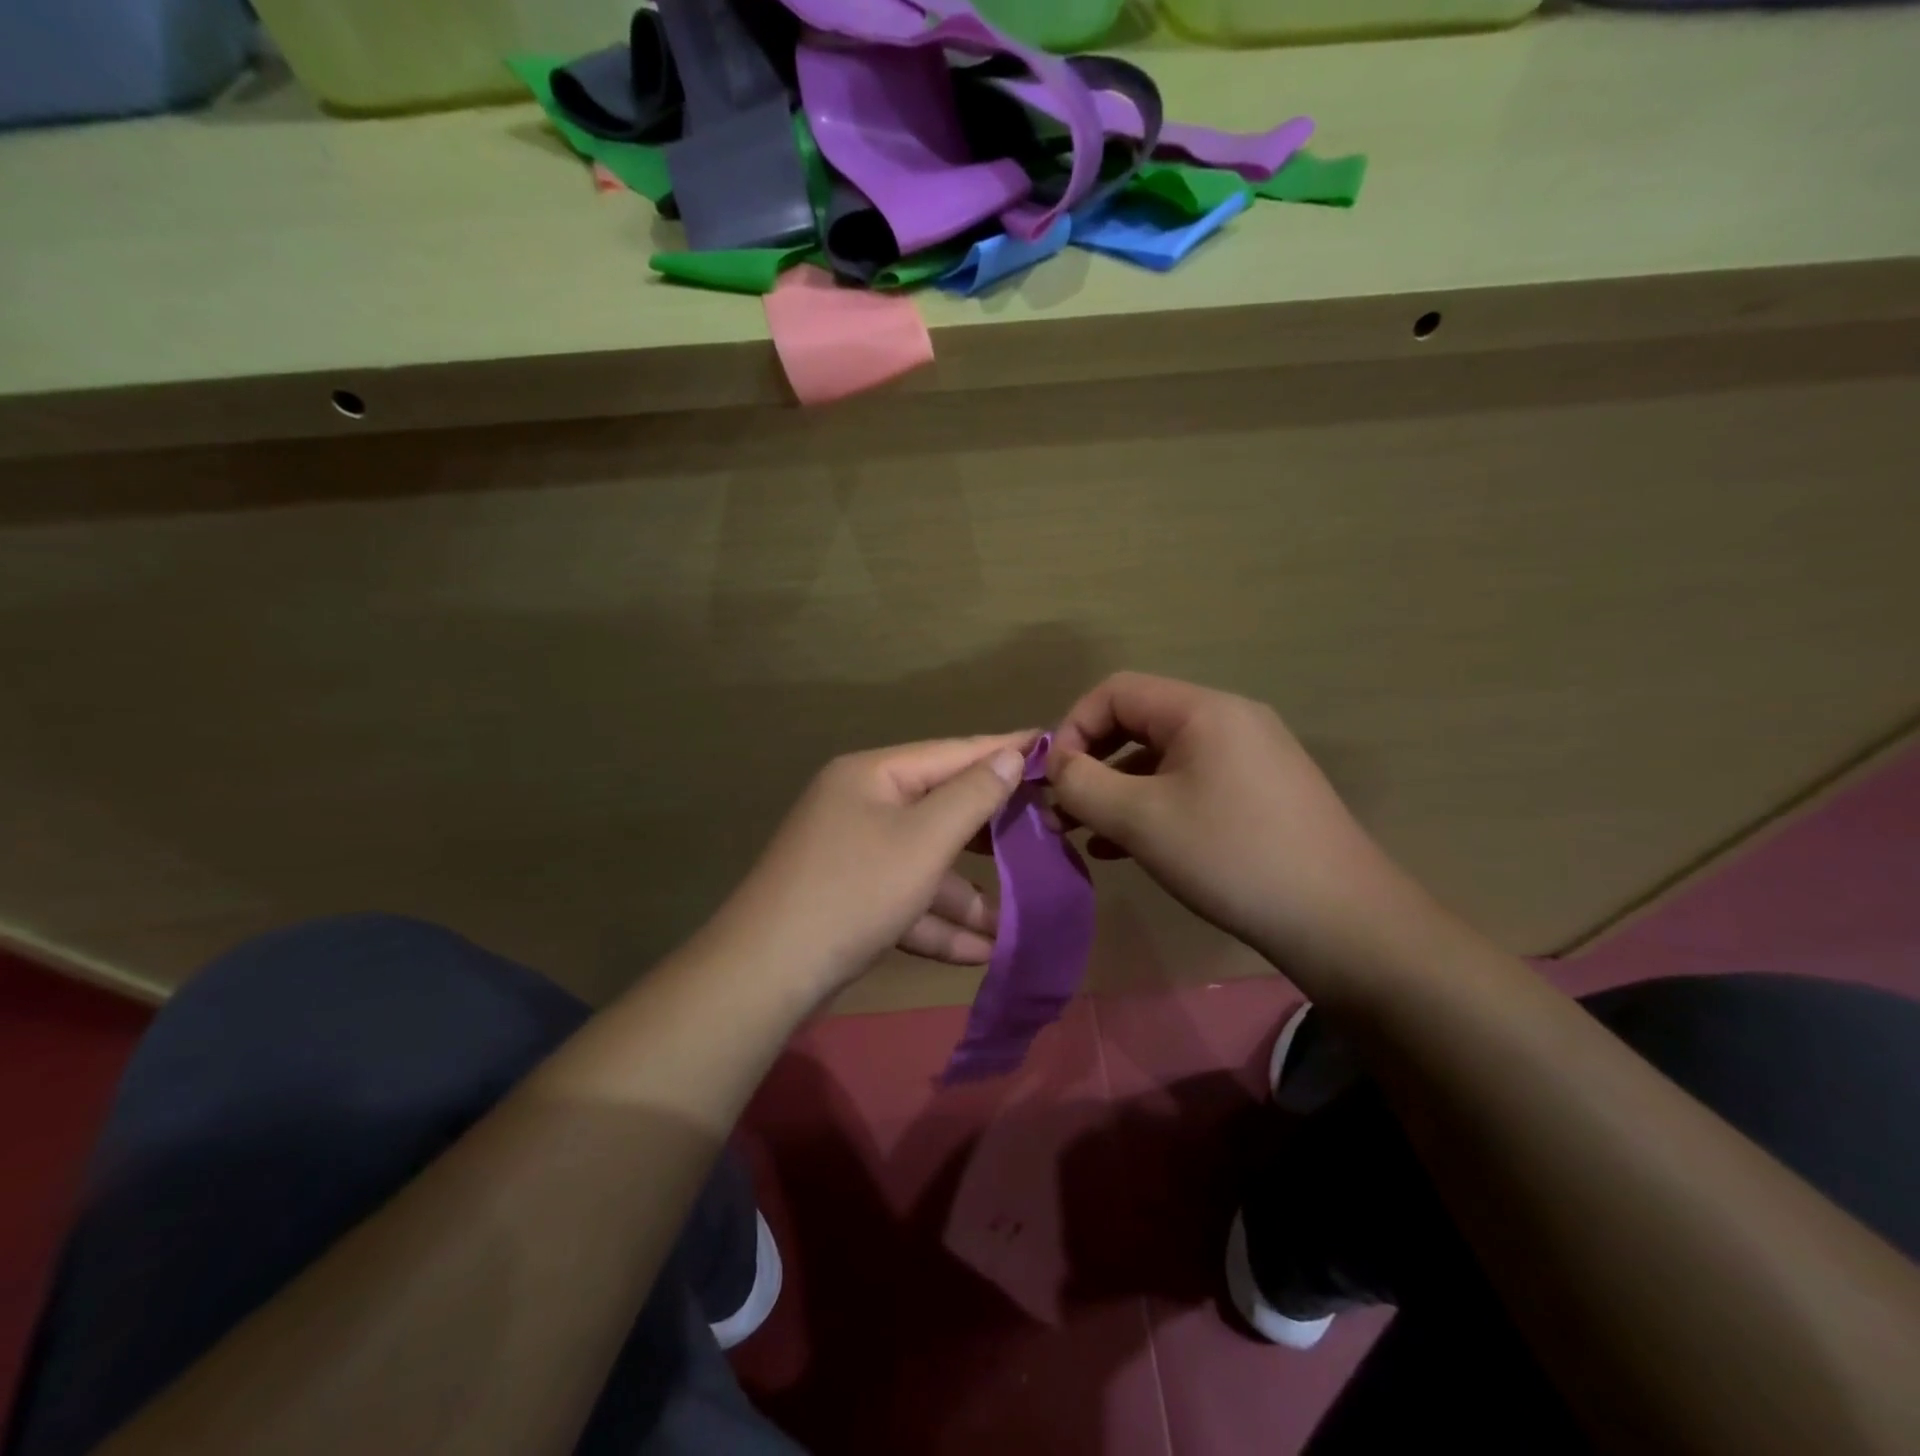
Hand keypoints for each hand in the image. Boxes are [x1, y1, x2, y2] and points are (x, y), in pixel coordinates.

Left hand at [708, 732, 1034, 997]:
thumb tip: (1012, 754)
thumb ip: (973, 796)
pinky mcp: (852, 901)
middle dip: (993, 833)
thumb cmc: (853, 890)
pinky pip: (907, 901)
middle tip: (1050, 832)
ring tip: (1023, 918)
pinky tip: (983, 952)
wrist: (766, 975)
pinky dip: (940, 923)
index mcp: (873, 776)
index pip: (952, 753)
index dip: (1004, 750)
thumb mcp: (923, 840)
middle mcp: (862, 806)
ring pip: (927, 865)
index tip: (1053, 748)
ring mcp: (855, 856)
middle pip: (942, 810)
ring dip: (970, 895)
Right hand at [1048, 673, 1414, 969]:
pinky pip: (1190, 785)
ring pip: (1162, 759)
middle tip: (1062, 810)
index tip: (1053, 780)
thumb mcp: (1141, 820)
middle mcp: (1229, 720)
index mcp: (1202, 710)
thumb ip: (1082, 784)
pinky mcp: (1261, 794)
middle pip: (1138, 722)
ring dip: (1117, 790)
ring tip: (1085, 834)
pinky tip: (1126, 848)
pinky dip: (1152, 806)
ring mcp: (1250, 757)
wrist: (1342, 921)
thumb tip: (1055, 766)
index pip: (1115, 692)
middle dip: (1092, 763)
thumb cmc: (1232, 857)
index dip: (1073, 728)